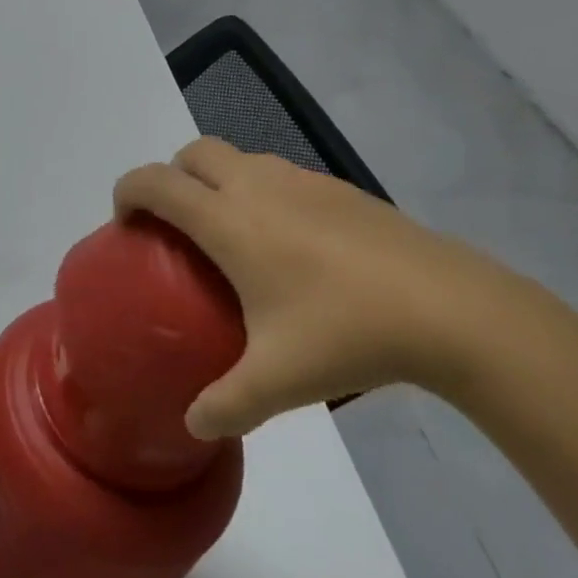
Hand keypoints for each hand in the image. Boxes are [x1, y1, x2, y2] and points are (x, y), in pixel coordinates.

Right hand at [114, 139, 519, 437]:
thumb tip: (194, 424)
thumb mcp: (278, 381)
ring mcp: (300, 180)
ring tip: (234, 235)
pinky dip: (261, 191)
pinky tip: (291, 245)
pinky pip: (278, 173)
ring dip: (217, 180)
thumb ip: (226, 405)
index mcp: (228, 219)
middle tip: (179, 228)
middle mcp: (256, 185)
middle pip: (193, 152)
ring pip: (238, 158)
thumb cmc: (347, 333)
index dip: (127, 192)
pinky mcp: (338, 187)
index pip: (155, 182)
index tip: (126, 224)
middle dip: (171, 177)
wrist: (451, 308)